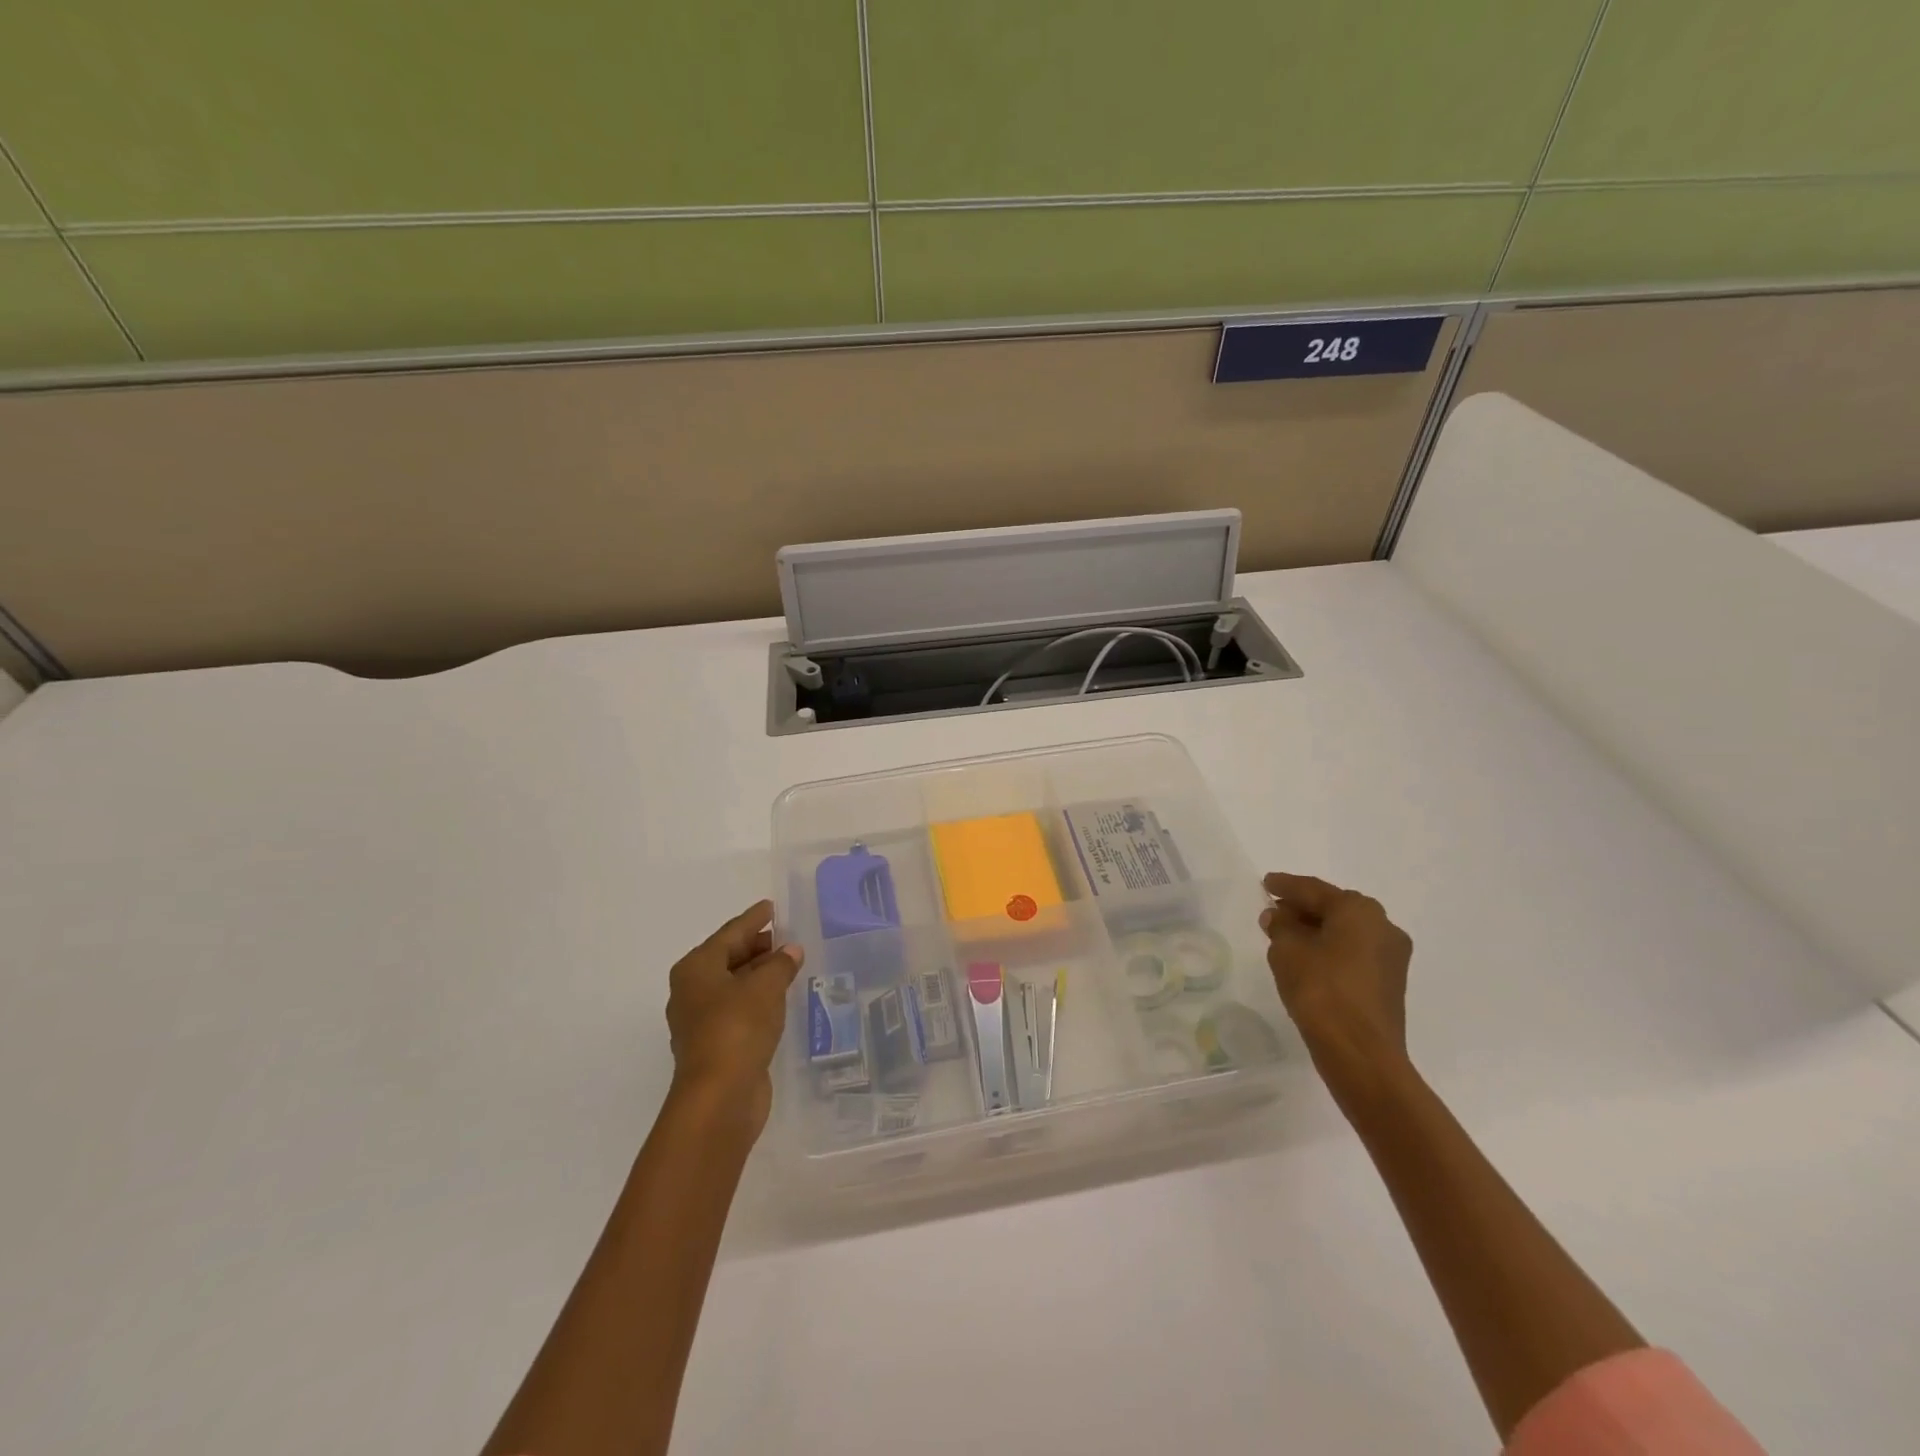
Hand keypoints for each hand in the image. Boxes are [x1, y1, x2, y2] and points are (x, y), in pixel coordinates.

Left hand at [666, 901, 803, 1135]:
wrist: (719, 1097)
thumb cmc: (737, 1028)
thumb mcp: (765, 987)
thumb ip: (780, 963)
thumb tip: (790, 951)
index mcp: (696, 968)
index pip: (730, 933)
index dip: (753, 919)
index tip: (771, 906)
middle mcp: (692, 990)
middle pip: (727, 958)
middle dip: (756, 946)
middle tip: (784, 936)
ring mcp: (701, 1021)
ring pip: (733, 985)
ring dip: (758, 974)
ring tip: (788, 963)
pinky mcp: (716, 1045)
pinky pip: (739, 1009)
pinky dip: (758, 998)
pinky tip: (779, 997)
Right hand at [1259, 872, 1413, 1106]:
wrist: (1360, 1053)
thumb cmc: (1321, 991)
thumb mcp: (1287, 951)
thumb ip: (1280, 926)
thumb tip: (1279, 916)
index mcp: (1358, 910)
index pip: (1313, 890)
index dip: (1286, 886)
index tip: (1266, 883)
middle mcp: (1383, 925)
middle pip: (1334, 908)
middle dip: (1303, 908)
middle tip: (1275, 910)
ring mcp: (1391, 956)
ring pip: (1346, 932)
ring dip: (1317, 930)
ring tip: (1287, 935)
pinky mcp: (1389, 982)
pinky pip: (1354, 953)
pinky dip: (1331, 949)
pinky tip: (1308, 958)